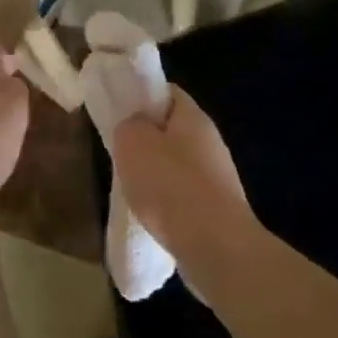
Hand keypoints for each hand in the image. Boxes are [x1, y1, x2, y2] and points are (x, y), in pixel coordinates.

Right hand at [111, 88, 254, 260]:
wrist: (216, 246)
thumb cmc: (170, 186)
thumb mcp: (132, 143)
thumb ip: (129, 125)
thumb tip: (135, 126)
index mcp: (193, 117)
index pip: (167, 92)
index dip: (142, 96)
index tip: (119, 113)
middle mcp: (211, 141)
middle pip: (172, 130)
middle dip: (146, 140)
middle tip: (120, 153)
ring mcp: (218, 176)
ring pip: (177, 164)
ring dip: (155, 174)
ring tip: (132, 190)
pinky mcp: (218, 208)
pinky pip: (185, 195)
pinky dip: (167, 202)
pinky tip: (152, 217)